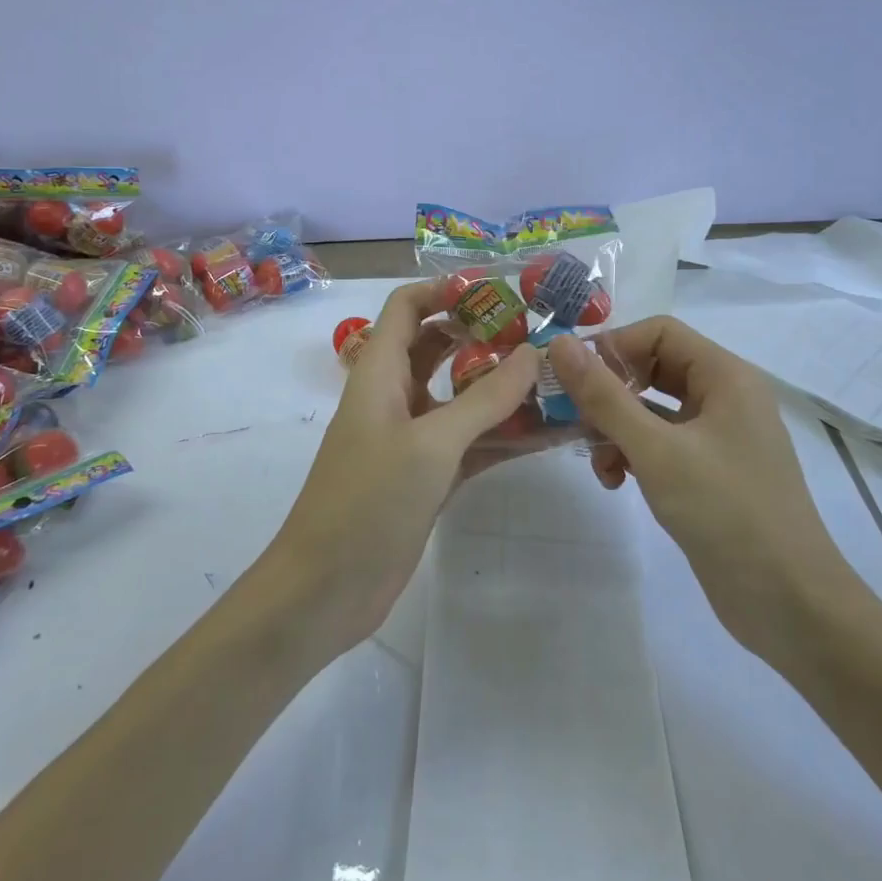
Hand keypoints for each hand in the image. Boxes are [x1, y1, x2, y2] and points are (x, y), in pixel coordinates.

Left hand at [266, 280, 539, 653]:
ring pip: (459, 397)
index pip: (408, 307)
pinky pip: (469, 442)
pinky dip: (502, 435)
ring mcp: (410, 438)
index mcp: (379, 372)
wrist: (325, 590)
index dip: (447, 290)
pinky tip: (547, 434)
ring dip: (501, 389)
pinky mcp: (426, 476)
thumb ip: (485, 398)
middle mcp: (394, 396)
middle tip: (541, 334)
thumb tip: (533, 353)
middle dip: (484, 336)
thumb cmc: (368, 502)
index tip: (502, 290)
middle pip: (438, 347)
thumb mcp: (431, 444)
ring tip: (556, 379)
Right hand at [546, 318, 856, 653]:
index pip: (659, 332)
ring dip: (617, 428)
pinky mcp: (710, 472)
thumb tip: (559, 344)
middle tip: (574, 419)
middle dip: (611, 392)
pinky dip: (634, 455)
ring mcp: (719, 437)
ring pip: (653, 410)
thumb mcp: (656, 450)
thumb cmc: (726, 512)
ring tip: (598, 462)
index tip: (575, 380)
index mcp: (725, 376)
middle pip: (653, 368)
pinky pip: (662, 444)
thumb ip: (604, 396)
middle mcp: (725, 397)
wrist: (789, 604)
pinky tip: (616, 482)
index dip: (614, 347)